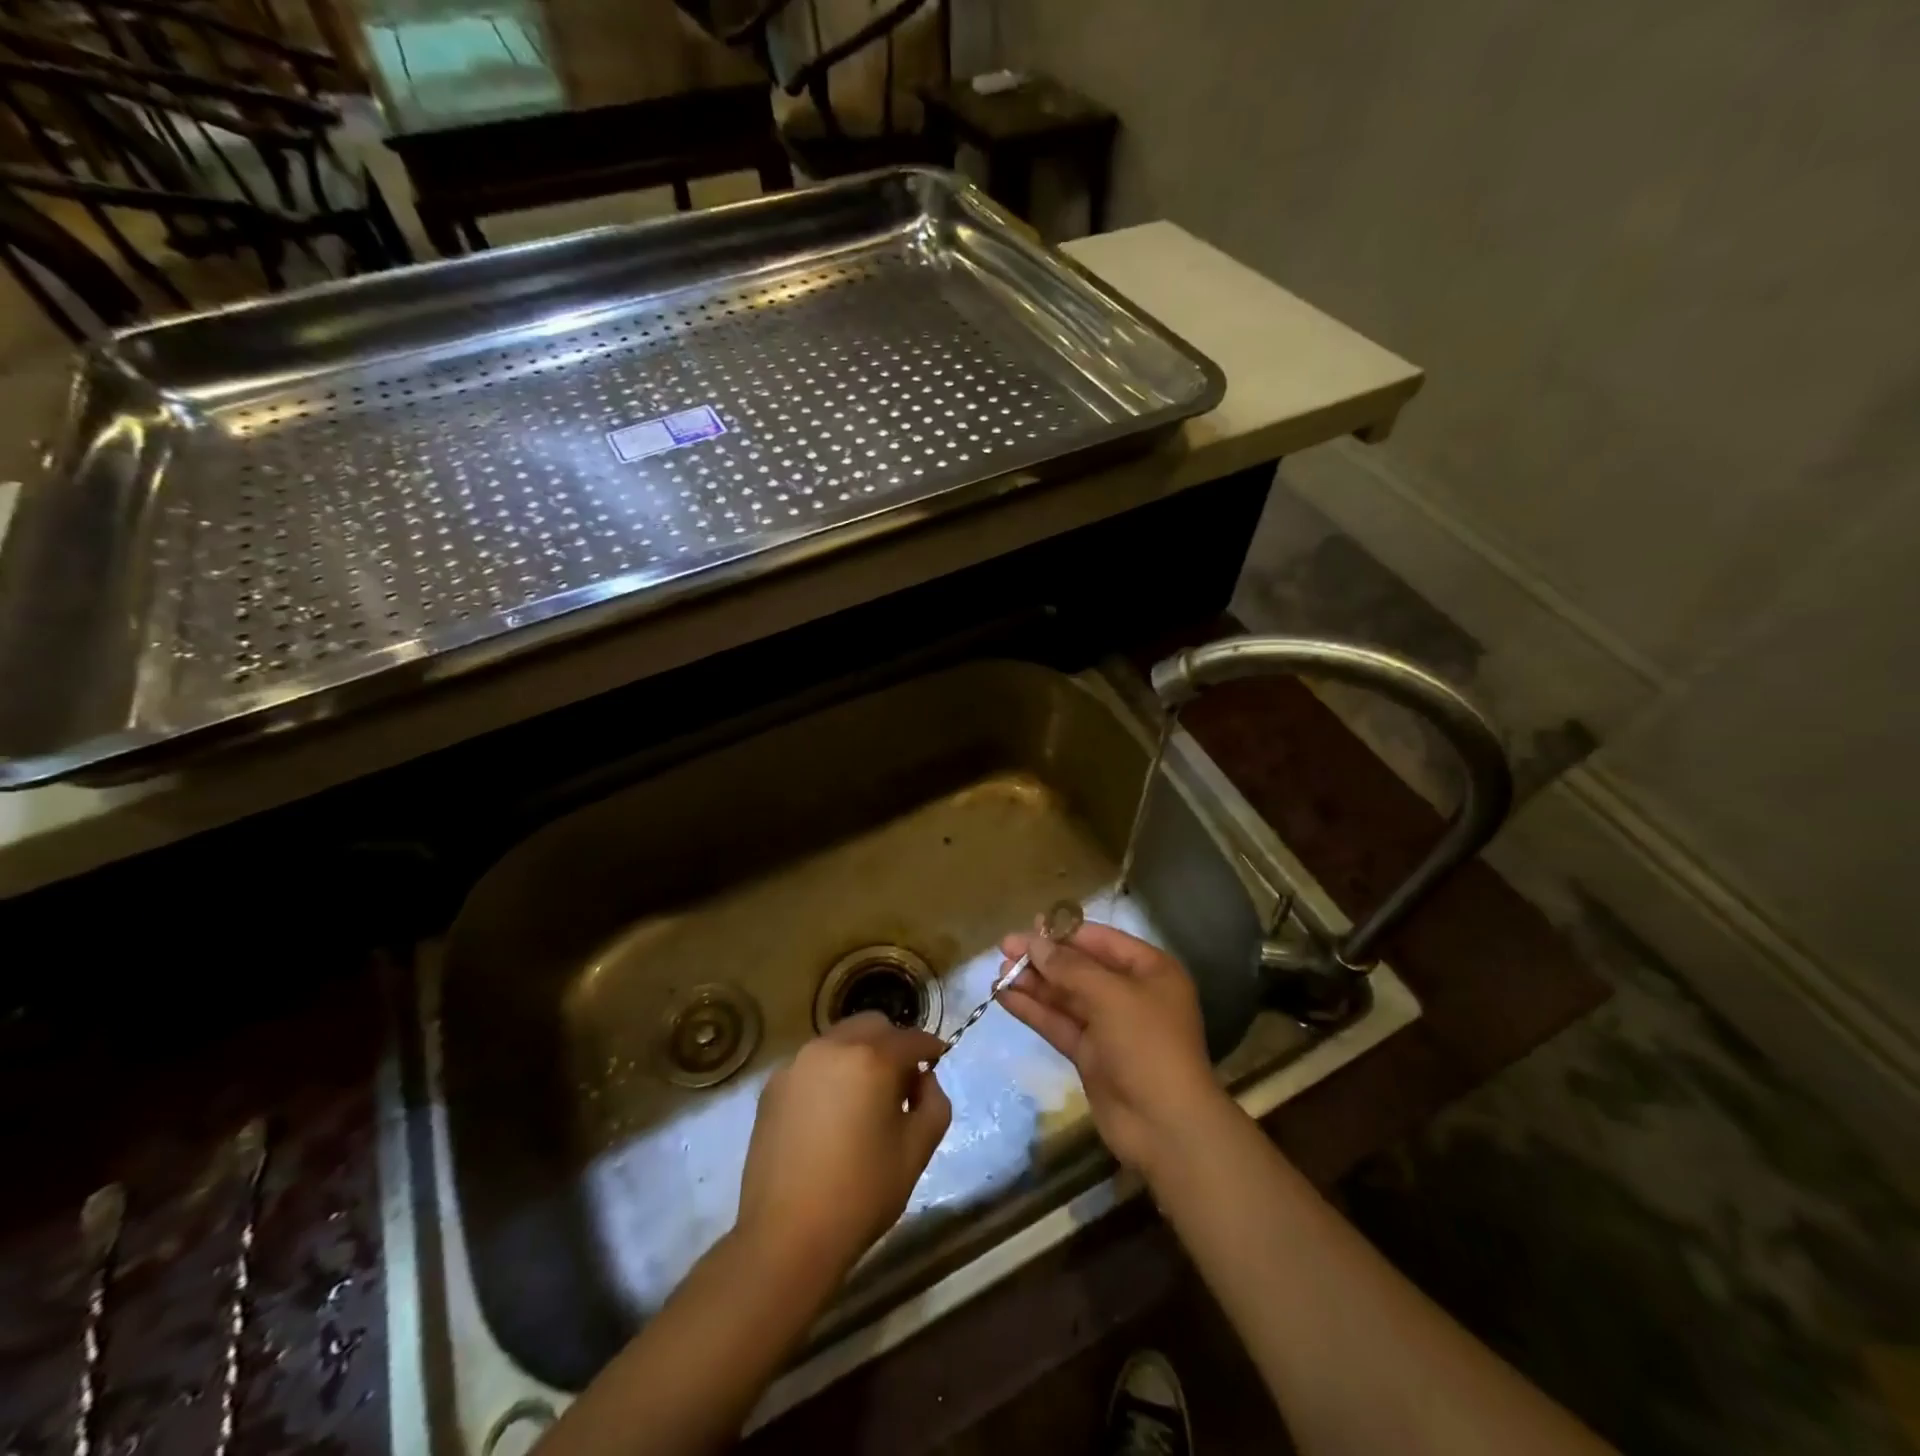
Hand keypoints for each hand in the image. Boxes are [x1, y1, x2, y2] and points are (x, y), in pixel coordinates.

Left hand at [735, 1013, 951, 1281]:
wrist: (786, 1238)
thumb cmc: (862, 1194)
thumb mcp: (917, 1151)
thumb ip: (934, 1103)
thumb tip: (923, 1080)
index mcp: (872, 1059)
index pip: (911, 1038)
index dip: (930, 1048)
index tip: (938, 1059)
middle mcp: (832, 1047)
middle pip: (873, 1025)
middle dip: (893, 1044)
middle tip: (901, 1082)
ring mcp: (797, 1064)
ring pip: (840, 1039)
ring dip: (860, 1055)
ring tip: (864, 1099)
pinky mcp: (773, 1086)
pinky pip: (813, 1064)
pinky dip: (830, 1074)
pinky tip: (831, 1114)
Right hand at [998, 919, 1226, 1175]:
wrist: (1165, 1125)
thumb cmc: (1147, 1045)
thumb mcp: (1110, 995)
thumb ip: (1069, 967)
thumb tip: (1034, 943)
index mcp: (1150, 970)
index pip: (1101, 940)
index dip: (1064, 932)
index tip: (1028, 926)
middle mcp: (1130, 993)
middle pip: (1080, 967)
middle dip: (1043, 958)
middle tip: (1004, 949)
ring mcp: (1109, 1026)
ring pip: (1065, 996)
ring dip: (1034, 984)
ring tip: (998, 973)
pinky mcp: (1090, 1054)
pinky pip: (1058, 1023)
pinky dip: (1033, 1010)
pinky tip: (1004, 998)